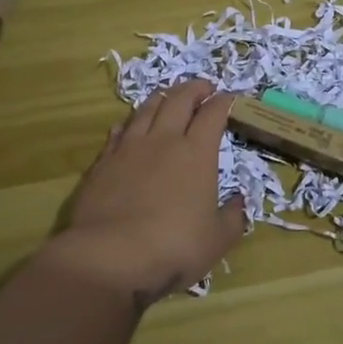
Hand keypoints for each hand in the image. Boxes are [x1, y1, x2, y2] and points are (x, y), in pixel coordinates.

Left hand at [49, 80, 245, 308]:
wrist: (110, 256)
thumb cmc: (173, 246)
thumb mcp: (217, 240)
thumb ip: (233, 218)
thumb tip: (239, 201)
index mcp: (197, 153)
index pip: (213, 113)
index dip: (224, 102)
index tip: (231, 98)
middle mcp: (164, 140)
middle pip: (179, 100)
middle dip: (195, 88)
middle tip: (203, 87)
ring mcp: (130, 148)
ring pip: (146, 109)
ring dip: (162, 98)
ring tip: (168, 96)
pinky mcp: (103, 162)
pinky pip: (119, 131)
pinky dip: (130, 123)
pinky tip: (130, 125)